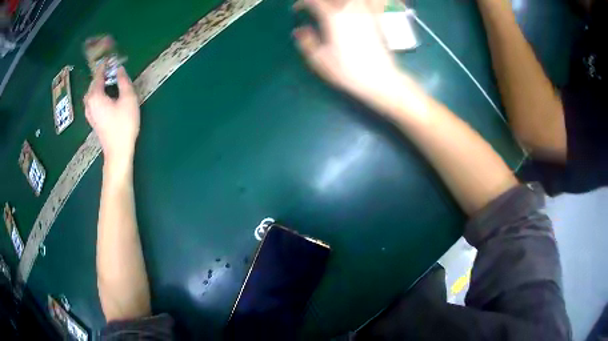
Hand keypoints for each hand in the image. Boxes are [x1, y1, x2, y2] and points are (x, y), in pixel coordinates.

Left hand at [84, 65, 139, 167]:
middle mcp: (89, 103)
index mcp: (96, 96)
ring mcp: (90, 113)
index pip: (98, 75)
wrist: (118, 151)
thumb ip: (123, 81)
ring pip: (91, 93)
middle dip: (100, 75)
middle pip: (93, 84)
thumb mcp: (128, 99)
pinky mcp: (93, 120)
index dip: (104, 65)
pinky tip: (104, 95)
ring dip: (98, 85)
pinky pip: (92, 101)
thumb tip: (120, 69)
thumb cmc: (124, 125)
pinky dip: (97, 94)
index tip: (110, 57)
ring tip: (108, 81)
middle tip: (111, 69)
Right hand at [293, 0, 401, 102]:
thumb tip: (299, 31)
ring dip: (337, 3)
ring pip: (348, 0)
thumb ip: (306, 42)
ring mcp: (364, 13)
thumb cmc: (347, 70)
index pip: (313, 1)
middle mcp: (349, 10)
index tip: (297, 10)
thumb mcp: (319, 59)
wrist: (379, 77)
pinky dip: (354, 5)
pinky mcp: (374, 19)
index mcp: (332, 17)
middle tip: (314, 9)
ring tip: (331, 9)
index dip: (302, 3)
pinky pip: (363, 4)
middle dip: (320, 2)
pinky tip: (349, 11)